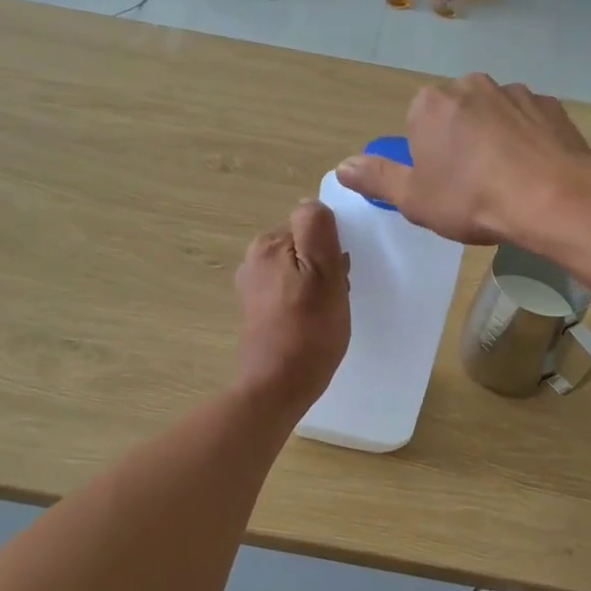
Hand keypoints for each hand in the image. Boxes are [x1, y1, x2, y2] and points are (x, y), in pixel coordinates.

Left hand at [233, 199, 350, 412]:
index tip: (338, 278)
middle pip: (305, 248)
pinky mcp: (257, 312)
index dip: (333, 250)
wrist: (278, 386)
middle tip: (333, 299)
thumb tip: (311, 204)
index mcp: (268, 244)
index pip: (313, 227)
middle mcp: (254, 260)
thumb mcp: (324, 272)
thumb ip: (317, 229)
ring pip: (300, 271)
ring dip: (318, 288)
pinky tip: (311, 325)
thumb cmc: (308, 330)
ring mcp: (253, 287)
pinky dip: (305, 304)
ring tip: (325, 315)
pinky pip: (291, 293)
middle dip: (325, 268)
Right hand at [334, 74, 590, 244]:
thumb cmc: (471, 199)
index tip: (441, 184)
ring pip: (494, 116)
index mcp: (430, 104)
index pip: (417, 124)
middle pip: (455, 115)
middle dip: (459, 143)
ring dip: (495, 140)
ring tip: (507, 182)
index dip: (427, 156)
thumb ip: (377, 178)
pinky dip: (528, 141)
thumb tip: (342, 166)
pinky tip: (534, 172)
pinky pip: (529, 123)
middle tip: (472, 186)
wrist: (551, 197)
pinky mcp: (551, 105)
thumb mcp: (414, 199)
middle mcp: (471, 85)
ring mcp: (515, 92)